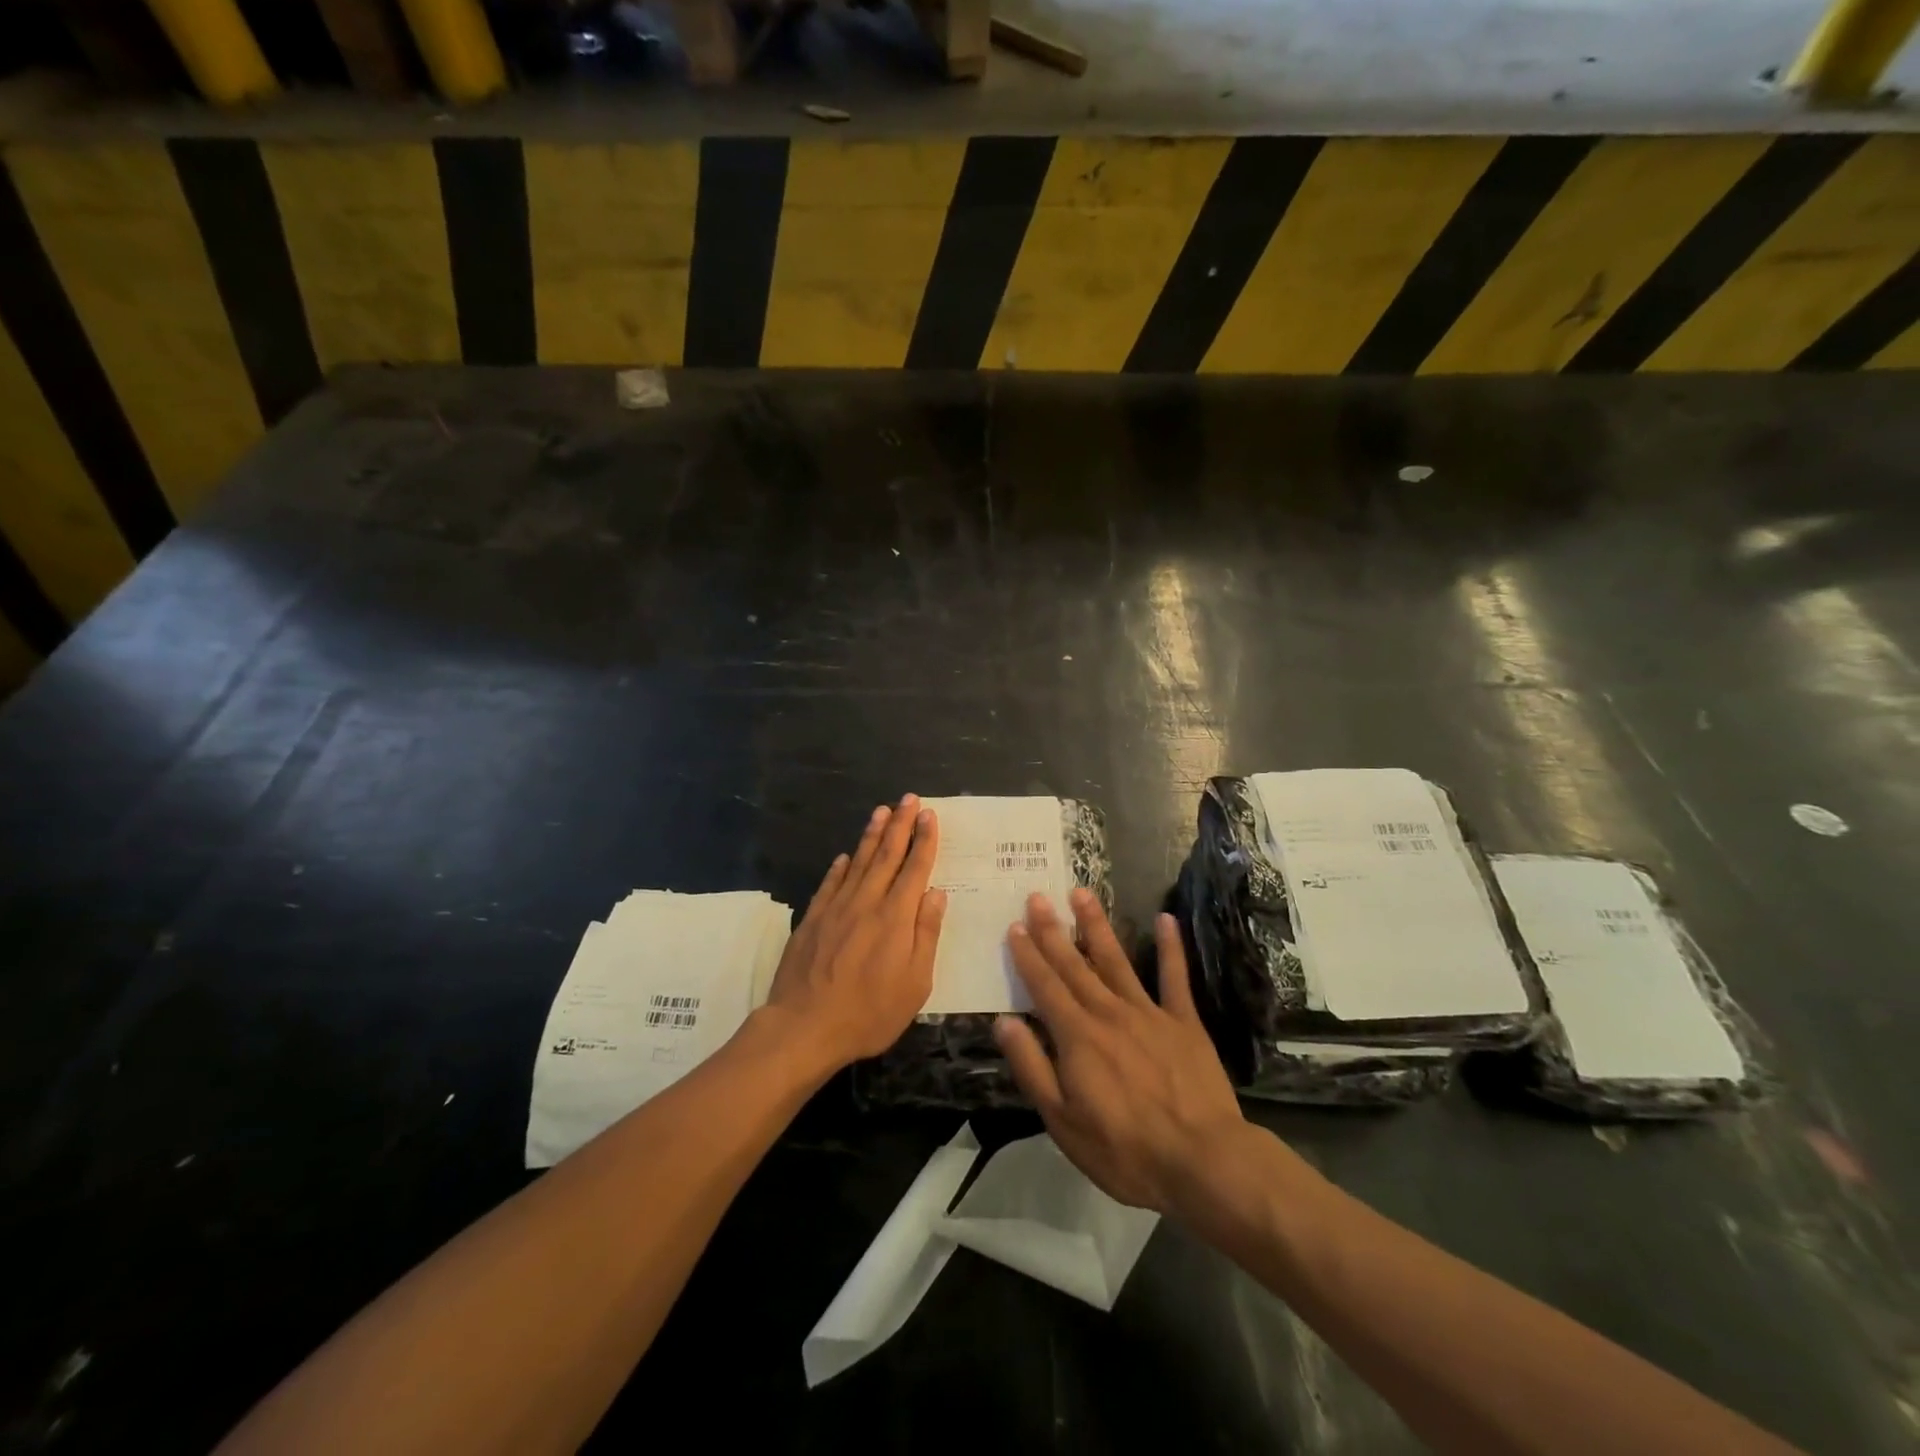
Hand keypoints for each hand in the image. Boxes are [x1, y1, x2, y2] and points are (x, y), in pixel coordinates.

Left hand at [765, 795, 946, 1068]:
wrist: (804, 1027)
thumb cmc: (869, 1012)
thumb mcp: (915, 983)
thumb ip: (926, 934)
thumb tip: (936, 894)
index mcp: (895, 917)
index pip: (914, 868)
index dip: (924, 840)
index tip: (929, 815)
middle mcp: (866, 902)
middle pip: (886, 855)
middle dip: (900, 825)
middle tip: (909, 798)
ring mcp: (836, 908)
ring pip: (857, 862)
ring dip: (871, 835)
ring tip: (881, 810)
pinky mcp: (813, 919)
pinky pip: (830, 883)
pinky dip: (839, 867)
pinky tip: (845, 856)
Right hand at [995, 891, 1245, 1214]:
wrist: (1202, 1160)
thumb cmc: (1124, 1149)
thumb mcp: (1062, 1120)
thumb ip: (1032, 1067)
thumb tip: (1004, 1022)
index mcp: (1076, 1036)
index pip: (1044, 986)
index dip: (1027, 955)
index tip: (1014, 926)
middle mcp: (1108, 1012)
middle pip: (1074, 964)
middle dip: (1053, 929)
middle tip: (1038, 896)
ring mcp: (1148, 1012)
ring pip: (1116, 959)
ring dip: (1096, 925)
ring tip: (1082, 893)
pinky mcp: (1183, 1021)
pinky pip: (1174, 977)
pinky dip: (1170, 948)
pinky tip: (1166, 919)